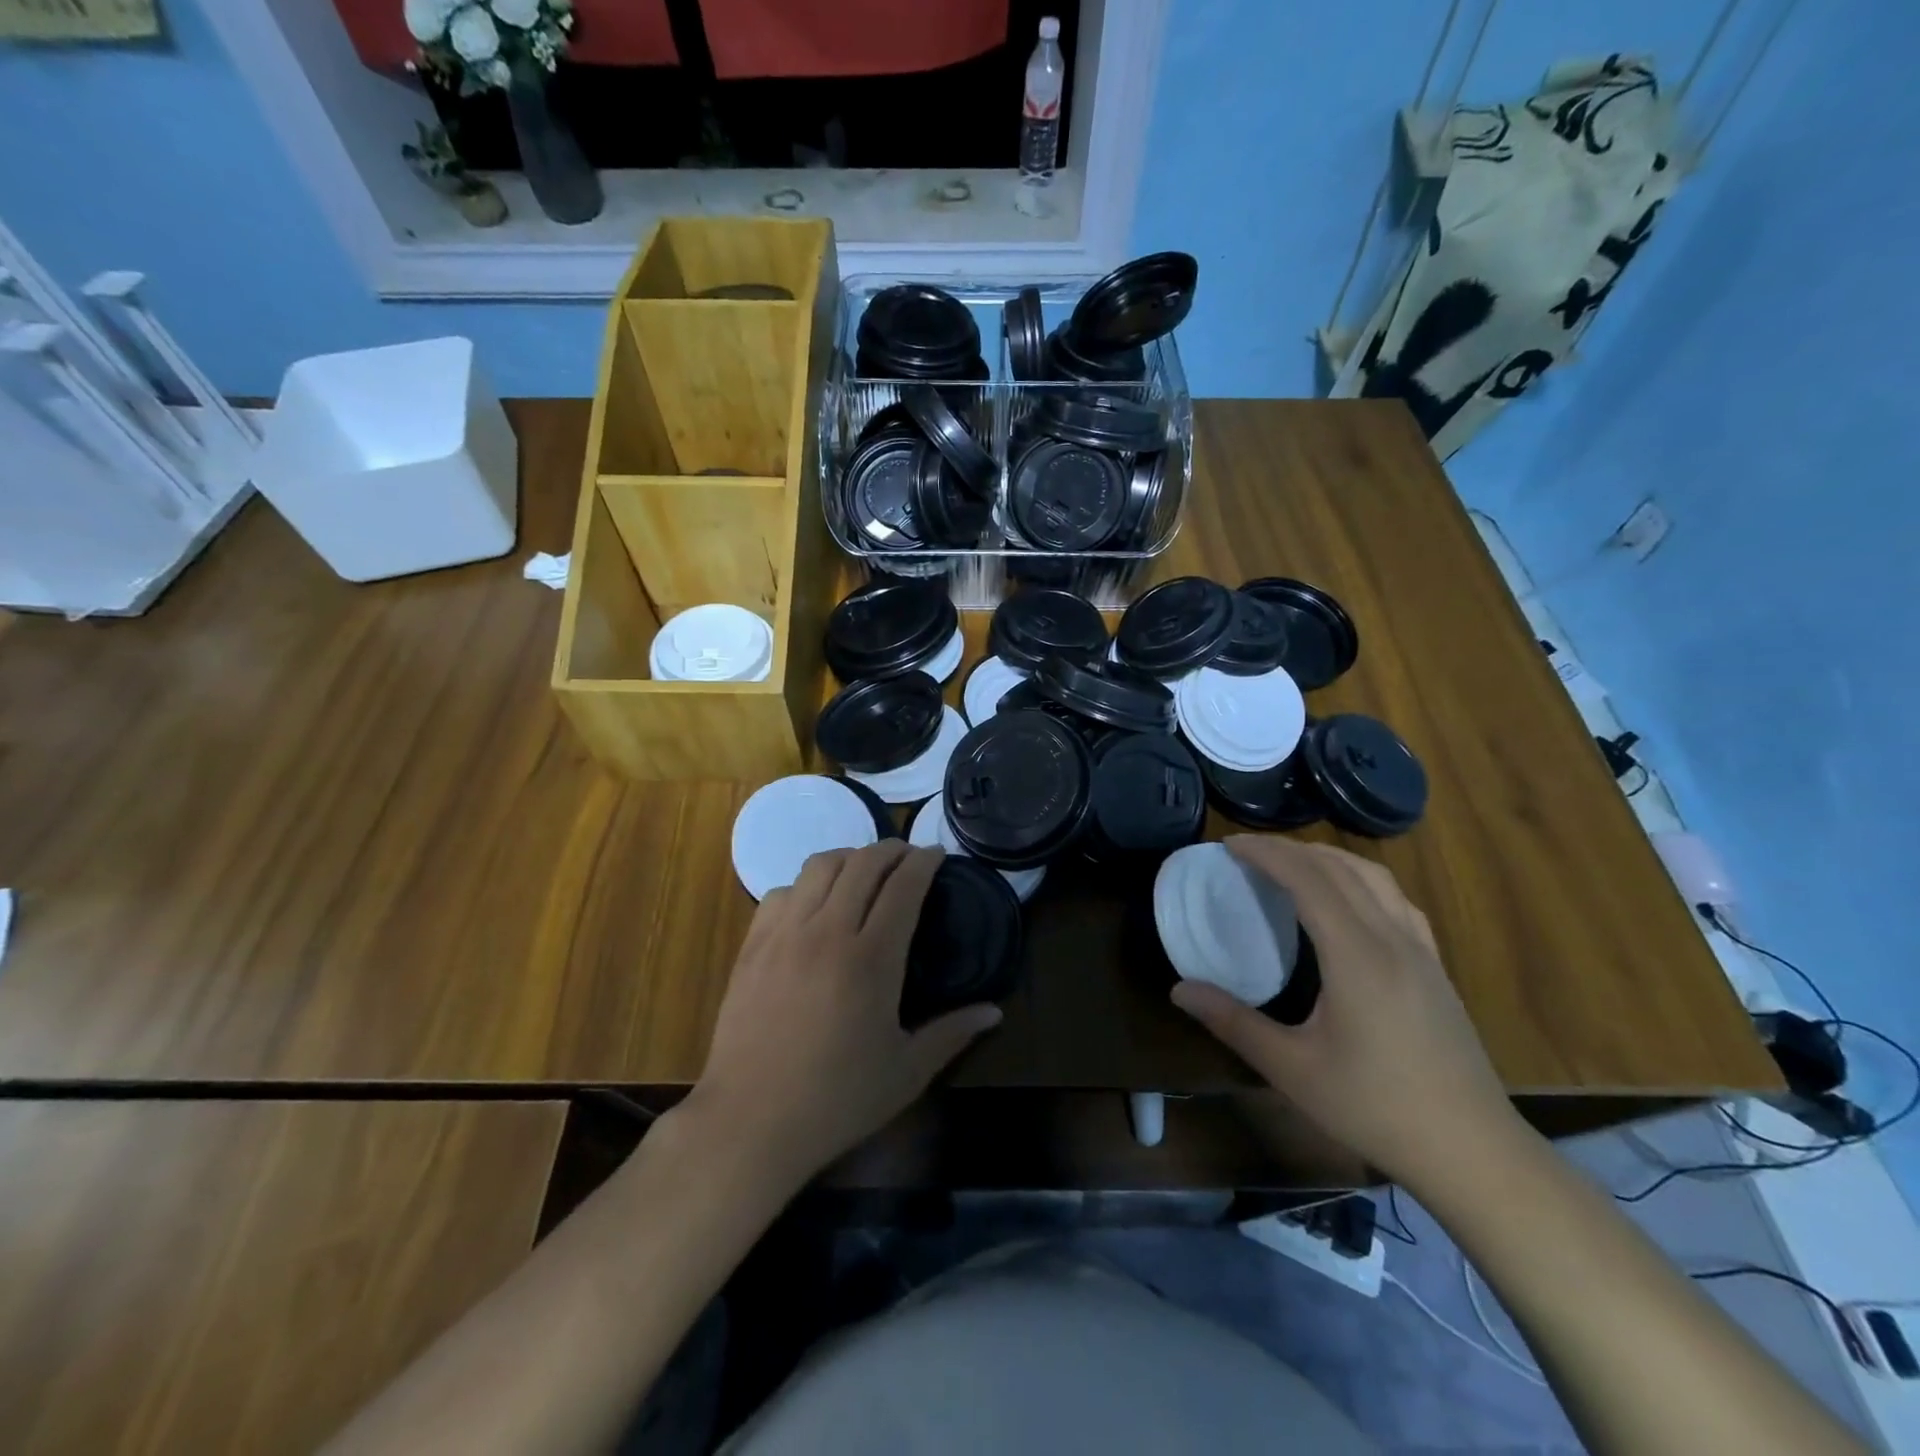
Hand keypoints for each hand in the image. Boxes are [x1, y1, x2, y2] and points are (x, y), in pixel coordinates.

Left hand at [688, 841, 1000, 1186]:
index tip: (936, 854)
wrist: (750, 1122)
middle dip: (890, 850)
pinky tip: (815, 906)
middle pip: (862, 863)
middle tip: (907, 857)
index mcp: (872, 958)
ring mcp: (785, 934)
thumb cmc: (836, 1100)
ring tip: (864, 871)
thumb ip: (953, 1034)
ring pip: (819, 866)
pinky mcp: (753, 945)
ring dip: (849, 858)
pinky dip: (806, 885)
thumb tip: (995, 1011)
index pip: (903, 886)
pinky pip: (782, 891)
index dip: (923, 862)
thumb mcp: (906, 1073)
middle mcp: (828, 931)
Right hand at [1169, 837, 1522, 1189]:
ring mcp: (1421, 950)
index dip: (1267, 853)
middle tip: (1248, 852)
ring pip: (1375, 877)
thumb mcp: (1292, 1069)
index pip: (1309, 879)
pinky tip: (1346, 898)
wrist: (1472, 1151)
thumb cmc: (1375, 1108)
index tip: (1229, 845)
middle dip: (1291, 849)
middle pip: (1340, 868)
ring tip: (1291, 863)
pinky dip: (1360, 879)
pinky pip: (1395, 899)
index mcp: (1357, 956)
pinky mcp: (1435, 966)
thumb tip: (1179, 990)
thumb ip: (1232, 1022)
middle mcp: (1392, 939)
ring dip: (1328, 858)